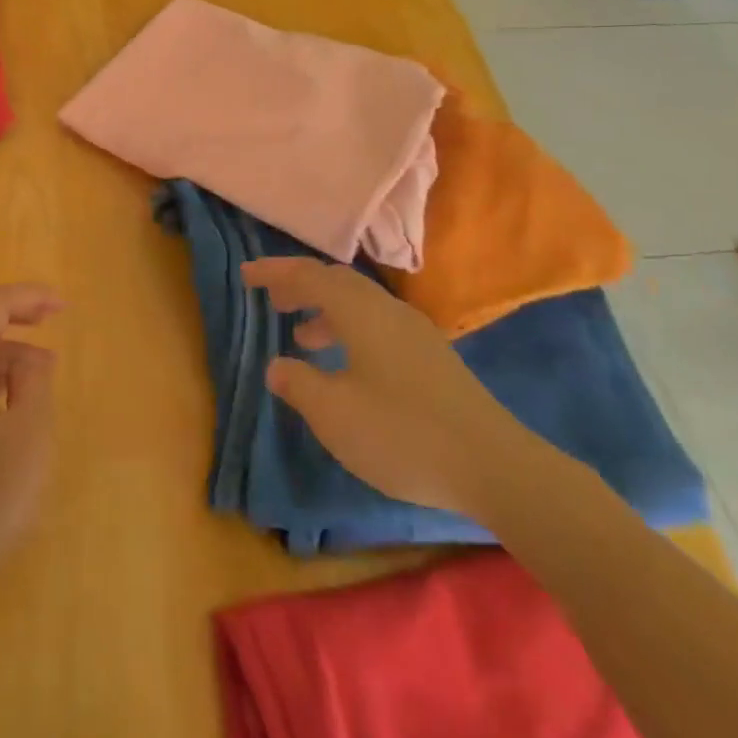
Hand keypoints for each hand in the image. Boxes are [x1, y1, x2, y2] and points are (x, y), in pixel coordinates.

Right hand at [242, 257, 520, 519]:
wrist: (492, 465)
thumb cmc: (402, 434)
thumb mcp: (334, 414)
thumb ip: (299, 385)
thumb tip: (278, 366)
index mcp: (361, 313)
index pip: (309, 276)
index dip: (274, 272)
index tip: (246, 276)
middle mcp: (388, 311)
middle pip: (338, 282)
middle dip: (301, 286)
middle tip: (272, 300)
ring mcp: (415, 333)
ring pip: (360, 305)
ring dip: (326, 311)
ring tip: (302, 336)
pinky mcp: (432, 357)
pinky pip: (378, 325)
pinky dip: (350, 331)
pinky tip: (347, 367)